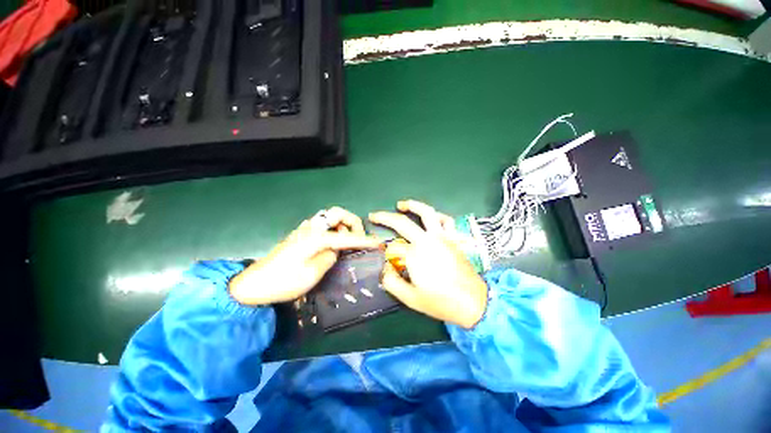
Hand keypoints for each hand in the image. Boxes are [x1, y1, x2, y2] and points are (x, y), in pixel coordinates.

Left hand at [229, 207, 379, 305]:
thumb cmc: (284, 282)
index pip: (348, 237)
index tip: (379, 243)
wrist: (253, 285)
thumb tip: (336, 250)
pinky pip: (322, 225)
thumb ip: (330, 256)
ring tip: (345, 243)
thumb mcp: (313, 273)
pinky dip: (332, 229)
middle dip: (352, 222)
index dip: (365, 240)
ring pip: (330, 217)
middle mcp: (312, 228)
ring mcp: (304, 229)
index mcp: (317, 237)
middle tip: (356, 238)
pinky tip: (330, 244)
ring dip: (342, 225)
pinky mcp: (300, 235)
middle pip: (338, 213)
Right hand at [369, 200, 487, 328]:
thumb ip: (392, 283)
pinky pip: (447, 220)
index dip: (385, 252)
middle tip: (374, 215)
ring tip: (401, 204)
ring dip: (413, 205)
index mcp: (415, 255)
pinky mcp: (453, 238)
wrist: (473, 302)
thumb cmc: (441, 302)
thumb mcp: (411, 299)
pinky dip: (438, 215)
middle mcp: (427, 240)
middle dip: (384, 217)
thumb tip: (385, 269)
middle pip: (402, 222)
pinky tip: (432, 216)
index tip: (383, 258)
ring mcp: (442, 237)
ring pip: (427, 213)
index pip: (393, 247)